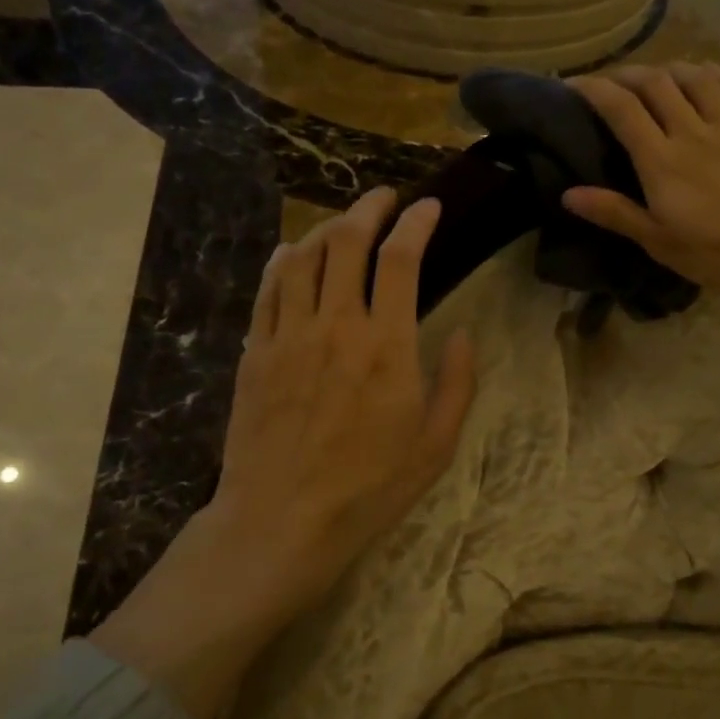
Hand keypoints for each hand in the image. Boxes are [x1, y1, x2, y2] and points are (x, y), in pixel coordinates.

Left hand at [213, 187, 476, 595]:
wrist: (282, 519)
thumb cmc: (369, 488)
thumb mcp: (436, 445)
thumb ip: (457, 383)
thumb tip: (464, 333)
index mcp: (387, 346)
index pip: (401, 259)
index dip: (417, 223)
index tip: (429, 208)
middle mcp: (335, 325)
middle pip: (346, 242)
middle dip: (369, 208)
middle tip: (384, 199)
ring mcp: (288, 335)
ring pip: (303, 257)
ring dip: (326, 228)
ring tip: (343, 223)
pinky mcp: (255, 352)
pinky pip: (268, 289)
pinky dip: (283, 261)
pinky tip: (293, 254)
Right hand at [562, 63, 719, 296]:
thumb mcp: (662, 243)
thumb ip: (616, 214)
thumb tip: (568, 194)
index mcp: (662, 161)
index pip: (621, 110)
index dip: (594, 90)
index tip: (574, 83)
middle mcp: (692, 131)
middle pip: (655, 83)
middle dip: (626, 74)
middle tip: (611, 81)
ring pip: (694, 77)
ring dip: (667, 68)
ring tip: (655, 75)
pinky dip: (709, 74)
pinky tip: (704, 76)